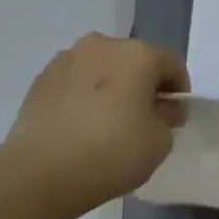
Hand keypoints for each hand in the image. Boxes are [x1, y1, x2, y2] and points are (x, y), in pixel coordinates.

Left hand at [0, 33, 188, 218]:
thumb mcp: (160, 141)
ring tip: (106, 123)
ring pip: (102, 68)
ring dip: (111, 87)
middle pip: (135, 60)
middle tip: (142, 119)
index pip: (172, 63)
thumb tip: (161, 107)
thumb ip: (168, 117)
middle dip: (143, 84)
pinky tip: (80, 127)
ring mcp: (67, 59)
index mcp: (138, 54)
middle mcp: (103, 45)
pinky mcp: (40, 79)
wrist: (39, 173)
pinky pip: (75, 82)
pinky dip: (84, 96)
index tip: (173, 118)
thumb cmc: (111, 153)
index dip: (178, 90)